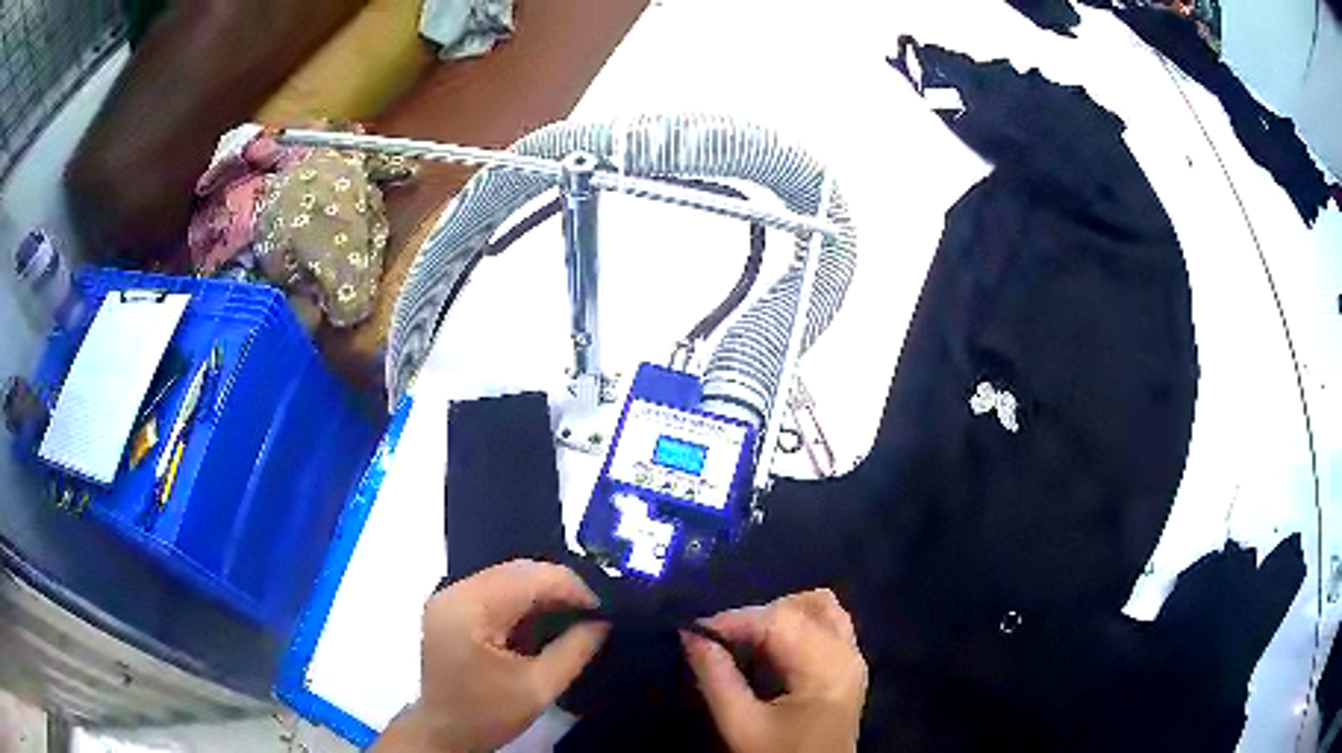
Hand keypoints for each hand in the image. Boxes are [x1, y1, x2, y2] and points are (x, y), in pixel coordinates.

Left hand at [375, 560, 608, 751]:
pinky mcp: (450, 608)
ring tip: (573, 614)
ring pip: (506, 577)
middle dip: (558, 586)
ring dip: (541, 592)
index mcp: (470, 609)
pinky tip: (542, 619)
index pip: (529, 578)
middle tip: (592, 612)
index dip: (571, 587)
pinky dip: (522, 600)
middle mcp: (454, 592)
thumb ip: (574, 651)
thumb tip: (603, 623)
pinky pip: (493, 589)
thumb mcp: (538, 688)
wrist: (443, 733)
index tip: (603, 610)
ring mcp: (448, 597)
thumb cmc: (488, 714)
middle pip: (516, 571)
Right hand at [682, 589, 867, 752]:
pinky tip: (772, 651)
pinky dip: (797, 624)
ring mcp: (854, 656)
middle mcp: (847, 652)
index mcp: (825, 667)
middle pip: (799, 607)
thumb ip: (716, 678)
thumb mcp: (741, 726)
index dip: (733, 619)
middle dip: (753, 618)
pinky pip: (828, 623)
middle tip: (719, 645)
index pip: (778, 620)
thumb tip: (690, 636)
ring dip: (778, 616)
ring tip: (747, 645)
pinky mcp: (850, 665)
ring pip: (819, 607)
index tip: (694, 632)